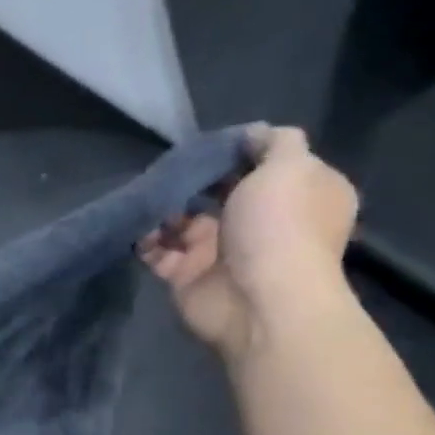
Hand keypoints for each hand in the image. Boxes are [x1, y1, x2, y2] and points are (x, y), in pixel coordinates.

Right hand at [137, 125, 358, 361]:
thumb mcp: (289, 166)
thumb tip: (251, 134)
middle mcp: (262, 222)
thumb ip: (274, 142)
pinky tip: (137, 228)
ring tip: (149, 198)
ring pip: (184, 221)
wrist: (256, 301)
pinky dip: (146, 240)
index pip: (267, 165)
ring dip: (164, 210)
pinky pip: (159, 252)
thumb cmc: (280, 227)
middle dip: (194, 181)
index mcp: (297, 195)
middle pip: (221, 193)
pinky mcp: (187, 275)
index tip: (211, 143)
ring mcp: (221, 251)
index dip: (240, 152)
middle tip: (170, 168)